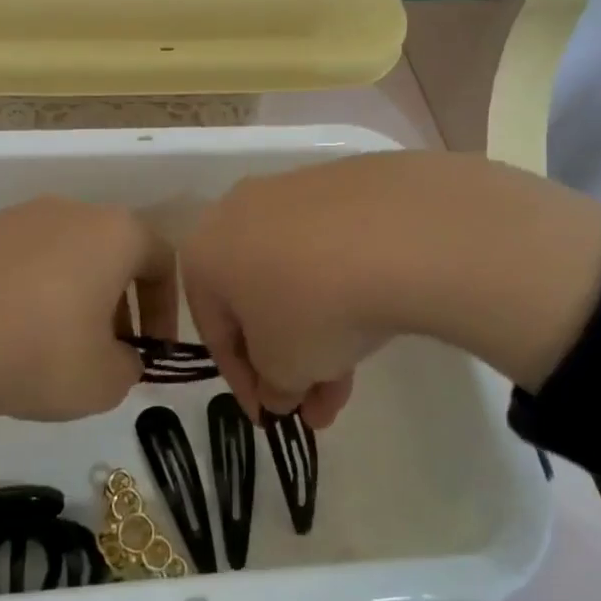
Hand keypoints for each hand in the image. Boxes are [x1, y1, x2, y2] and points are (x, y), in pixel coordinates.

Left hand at [0, 197, 175, 449]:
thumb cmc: (36, 351)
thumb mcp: (102, 382)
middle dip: (119, 304)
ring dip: (74, 297)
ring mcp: (18, 216)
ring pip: (66, 256)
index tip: (152, 351)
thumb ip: (128, 368)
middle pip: (111, 253)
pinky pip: (22, 262)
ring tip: (54, 348)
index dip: (166, 310)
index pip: (162, 260)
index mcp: (115, 232)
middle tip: (107, 351)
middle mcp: (71, 210)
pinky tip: (8, 335)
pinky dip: (30, 293)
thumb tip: (118, 356)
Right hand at [180, 152, 600, 429]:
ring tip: (353, 378)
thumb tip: (281, 390)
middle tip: (317, 405)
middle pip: (257, 302)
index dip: (244, 384)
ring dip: (318, 331)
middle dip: (287, 360)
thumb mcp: (286, 369)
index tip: (271, 418)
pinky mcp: (337, 182)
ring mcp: (289, 192)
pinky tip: (371, 318)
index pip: (215, 333)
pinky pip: (326, 247)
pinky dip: (340, 288)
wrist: (396, 232)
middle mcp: (234, 213)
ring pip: (295, 276)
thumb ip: (274, 387)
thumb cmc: (314, 307)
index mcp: (203, 254)